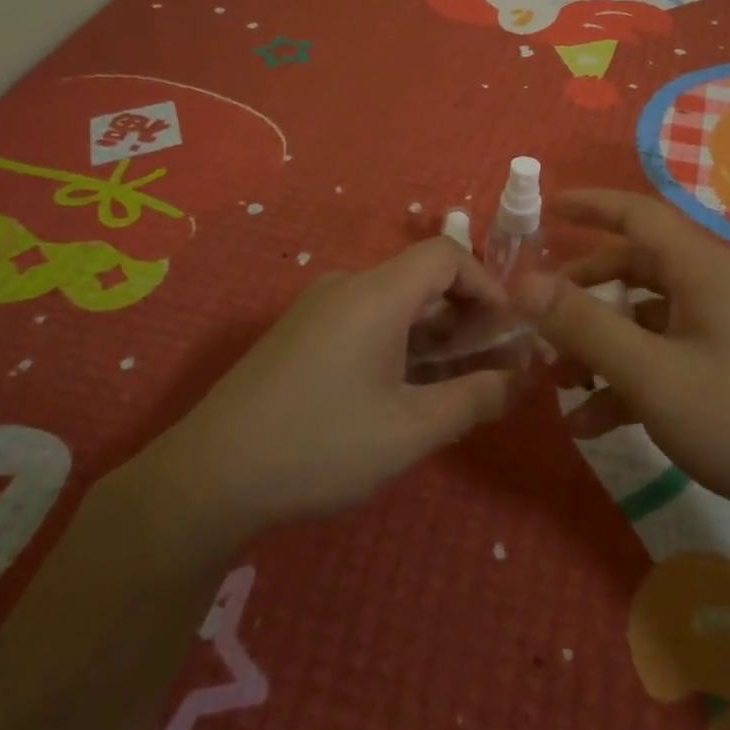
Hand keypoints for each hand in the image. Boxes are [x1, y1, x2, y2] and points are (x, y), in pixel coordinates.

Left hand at [137, 239, 517, 546]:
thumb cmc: (321, 445)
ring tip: (450, 382)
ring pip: (392, 300)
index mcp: (376, 293)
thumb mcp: (410, 431)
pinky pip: (364, 317)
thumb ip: (472, 400)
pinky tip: (398, 389)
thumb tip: (517, 381)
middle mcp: (347, 285)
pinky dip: (397, 339)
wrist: (211, 475)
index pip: (446, 255)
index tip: (507, 330)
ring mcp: (318, 307)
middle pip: (420, 277)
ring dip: (430, 331)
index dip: (486, 283)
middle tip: (487, 363)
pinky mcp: (300, 331)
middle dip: (463, 313)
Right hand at [519, 190, 729, 541]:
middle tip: (540, 314)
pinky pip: (670, 359)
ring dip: (602, 344)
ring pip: (649, 320)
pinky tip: (596, 423)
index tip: (546, 207)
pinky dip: (631, 380)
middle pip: (637, 268)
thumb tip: (522, 282)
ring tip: (557, 381)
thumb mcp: (654, 375)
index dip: (589, 205)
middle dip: (584, 289)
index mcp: (699, 269)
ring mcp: (728, 332)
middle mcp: (714, 288)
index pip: (636, 212)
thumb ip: (585, 326)